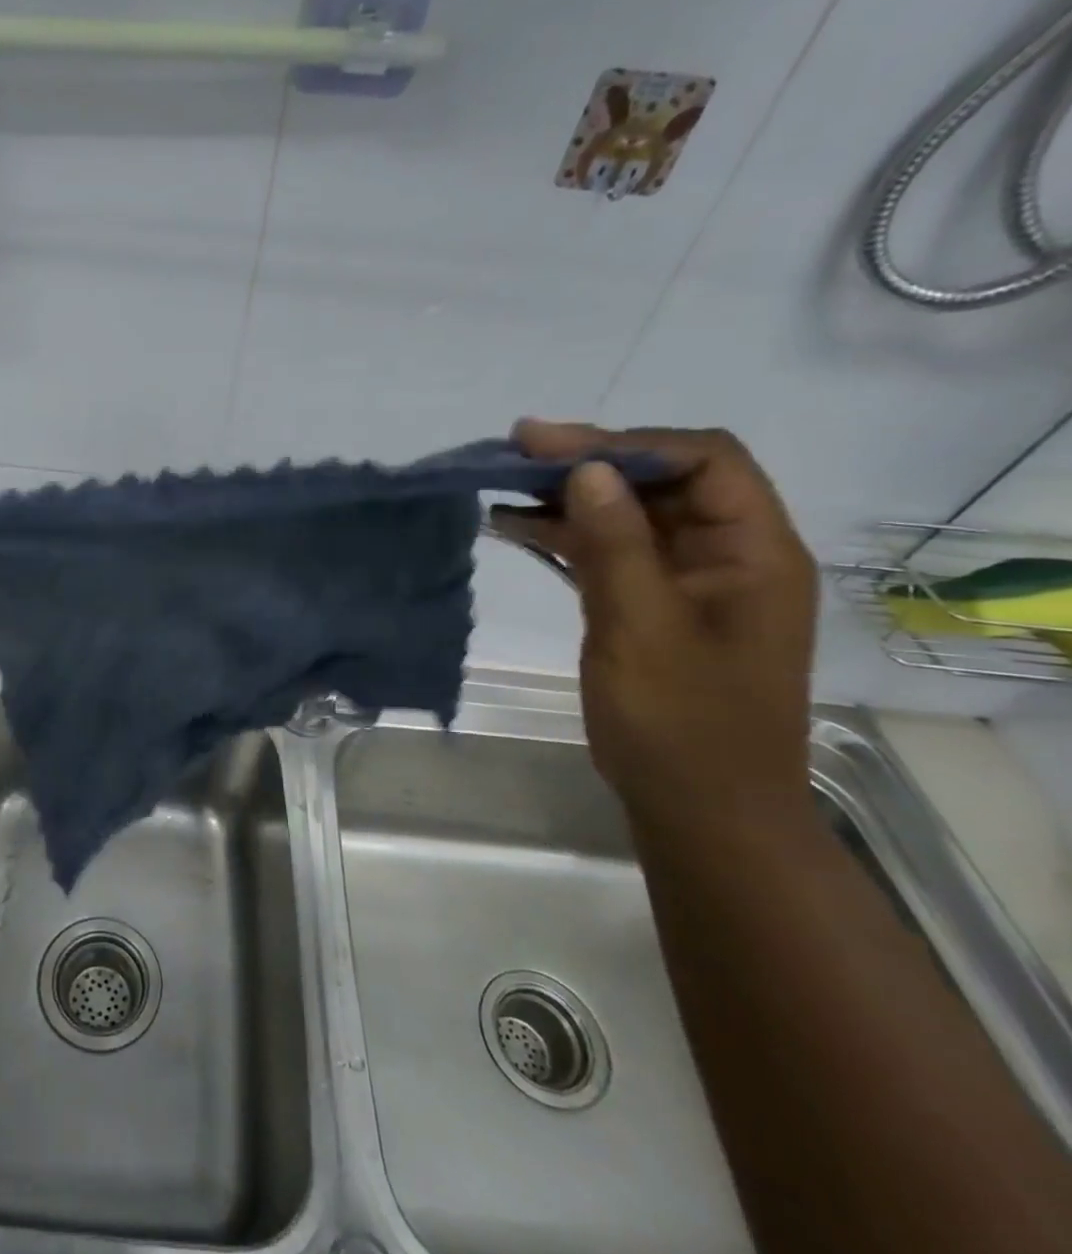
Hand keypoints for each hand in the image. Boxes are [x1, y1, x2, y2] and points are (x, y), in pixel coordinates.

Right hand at [492, 421, 817, 816]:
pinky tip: (513, 528)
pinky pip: (608, 553)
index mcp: (753, 552)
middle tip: (512, 454)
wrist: (698, 810)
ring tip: (501, 485)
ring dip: (568, 498)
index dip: (627, 442)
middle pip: (660, 482)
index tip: (548, 445)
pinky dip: (563, 536)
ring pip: (628, 516)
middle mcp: (726, 555)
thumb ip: (616, 546)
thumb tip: (588, 470)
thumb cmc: (681, 725)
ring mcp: (686, 582)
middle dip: (588, 463)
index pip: (704, 461)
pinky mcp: (650, 606)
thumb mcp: (642, 629)